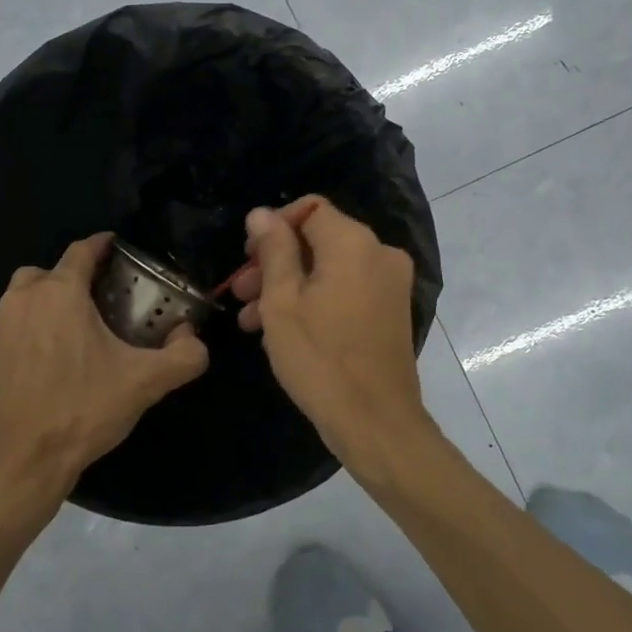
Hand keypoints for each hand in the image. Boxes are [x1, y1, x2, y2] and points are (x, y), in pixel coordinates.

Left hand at [0, 233, 208, 523]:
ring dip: (52, 298)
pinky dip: (36, 323)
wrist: (21, 462)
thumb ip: (184, 356)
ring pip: (28, 294)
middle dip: (76, 274)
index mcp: (60, 293)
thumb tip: (195, 339)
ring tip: (84, 323)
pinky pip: (17, 322)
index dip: (104, 245)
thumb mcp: (146, 383)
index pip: (82, 250)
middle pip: (50, 270)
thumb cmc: (82, 410)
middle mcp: (25, 300)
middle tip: (106, 295)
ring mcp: (2, 327)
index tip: (122, 250)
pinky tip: (61, 353)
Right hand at [230, 197, 436, 477]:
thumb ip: (274, 250)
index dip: (273, 227)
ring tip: (251, 321)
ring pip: (330, 268)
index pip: (309, 209)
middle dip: (276, 262)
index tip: (247, 257)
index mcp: (354, 243)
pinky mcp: (391, 310)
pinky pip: (347, 289)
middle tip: (240, 293)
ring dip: (290, 285)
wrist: (376, 422)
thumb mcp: (282, 302)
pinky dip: (316, 299)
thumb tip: (262, 213)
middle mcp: (380, 253)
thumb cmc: (320, 359)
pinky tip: (283, 331)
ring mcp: (390, 283)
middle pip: (318, 239)